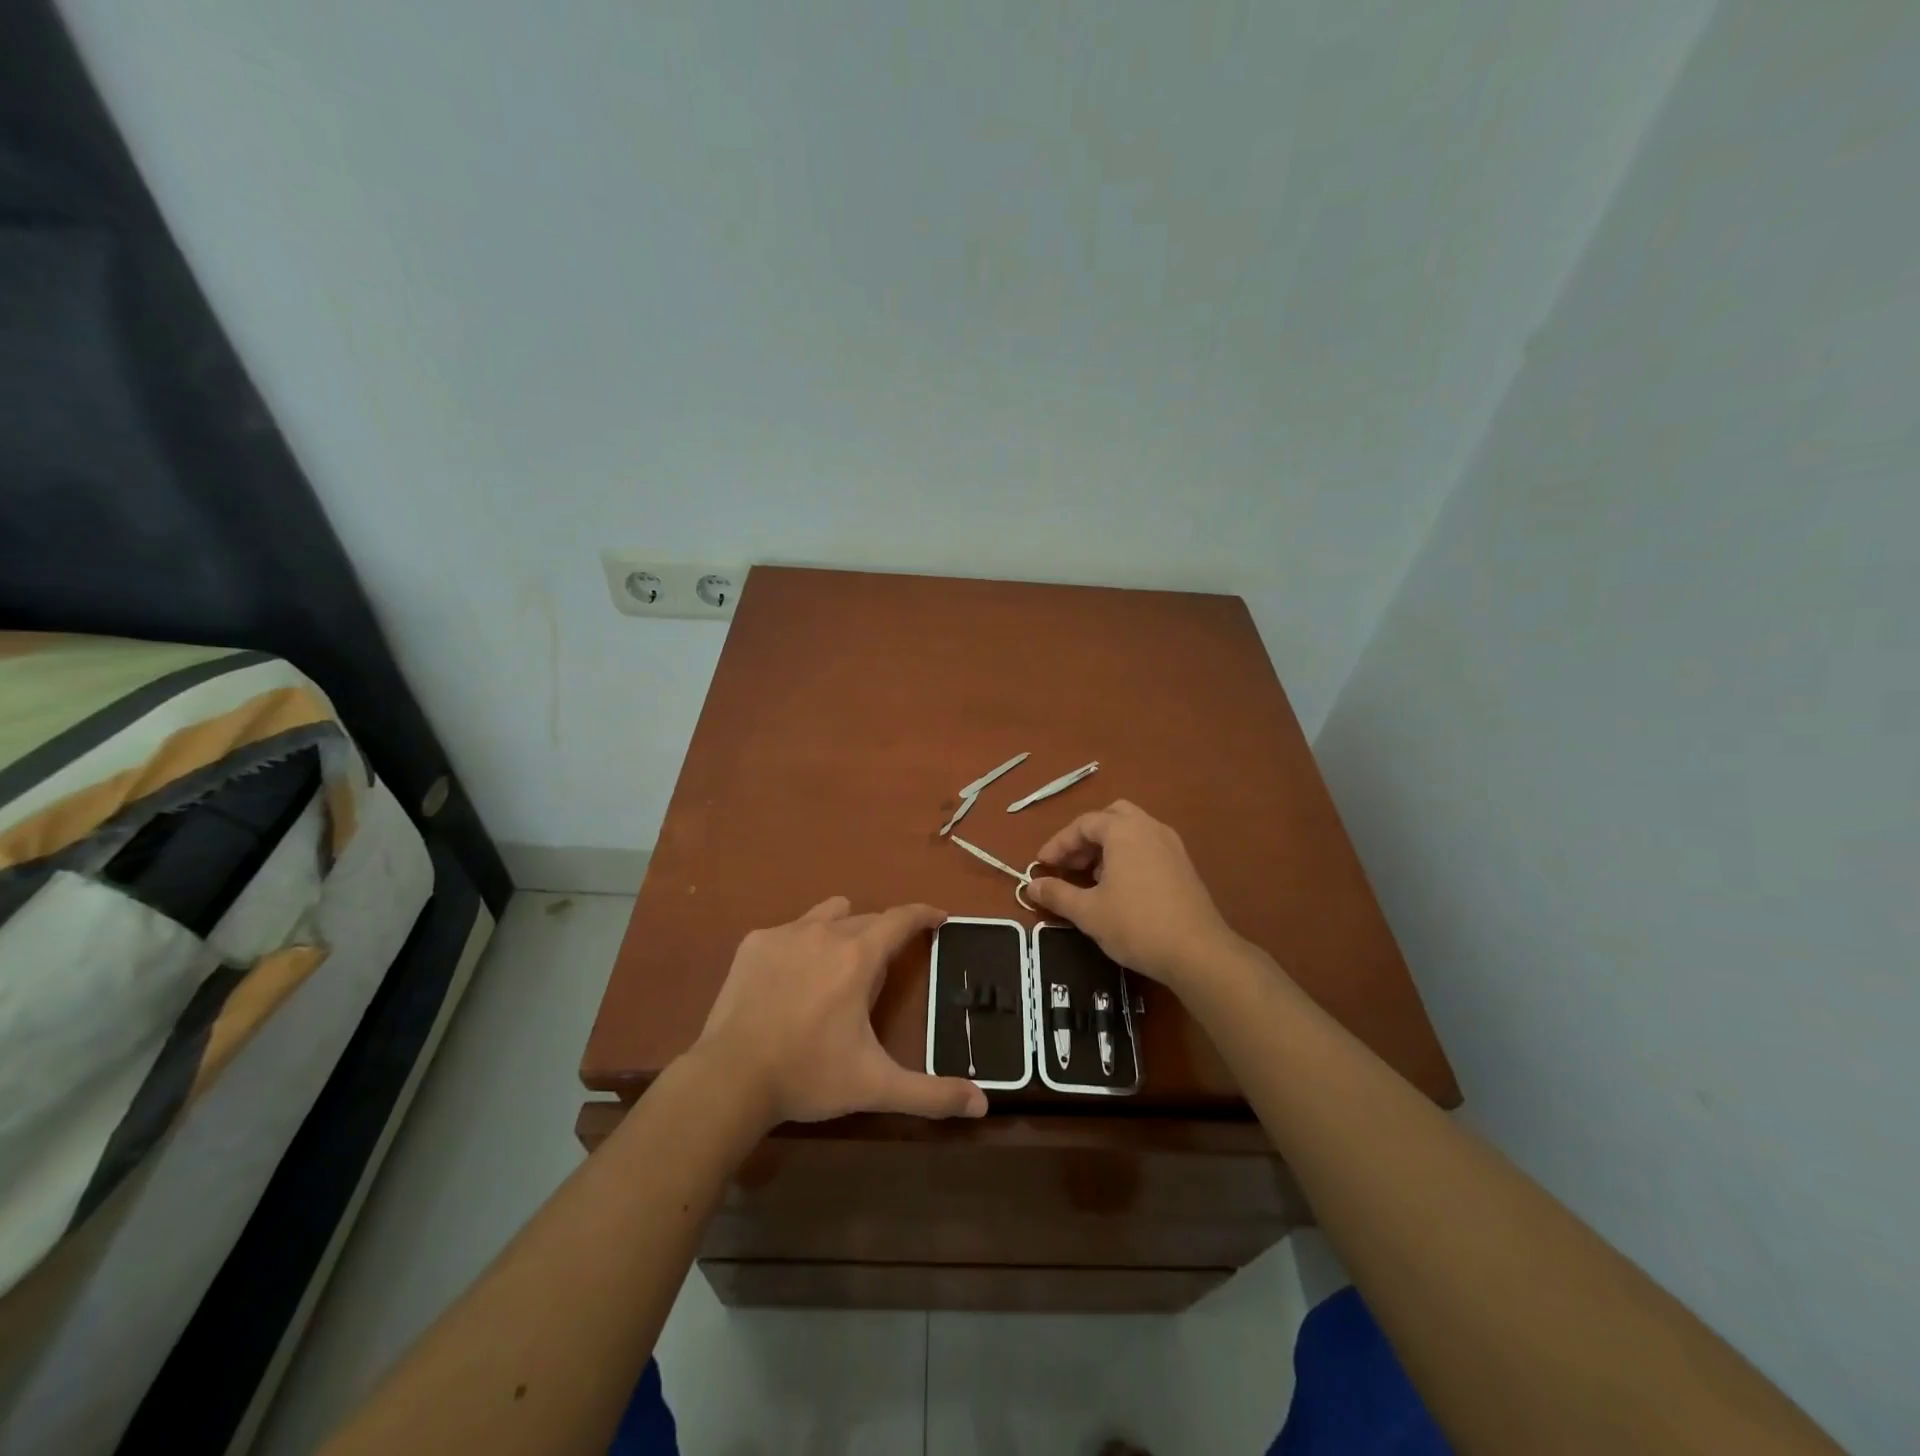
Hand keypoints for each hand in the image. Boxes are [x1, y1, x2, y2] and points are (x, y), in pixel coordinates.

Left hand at [695, 897, 987, 1126]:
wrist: (730, 1078)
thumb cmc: (809, 1075)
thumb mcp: (875, 1085)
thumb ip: (931, 1094)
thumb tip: (982, 1105)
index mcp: (858, 956)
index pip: (901, 918)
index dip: (924, 914)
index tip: (939, 917)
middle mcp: (825, 931)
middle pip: (867, 919)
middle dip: (883, 936)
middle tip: (883, 971)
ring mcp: (786, 933)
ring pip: (828, 914)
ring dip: (843, 929)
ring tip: (838, 965)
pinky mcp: (754, 943)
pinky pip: (790, 930)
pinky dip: (801, 945)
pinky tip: (791, 979)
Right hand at [1024, 801, 1239, 989]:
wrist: (1198, 952)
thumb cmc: (1136, 925)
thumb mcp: (1088, 912)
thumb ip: (1057, 894)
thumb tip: (1031, 886)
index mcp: (1124, 830)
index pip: (1083, 824)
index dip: (1058, 843)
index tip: (1042, 865)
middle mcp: (1149, 827)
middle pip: (1111, 817)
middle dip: (1086, 837)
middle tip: (1070, 863)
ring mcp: (1171, 845)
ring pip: (1132, 831)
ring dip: (1107, 847)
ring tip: (1091, 878)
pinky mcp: (1184, 865)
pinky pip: (1148, 847)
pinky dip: (1127, 856)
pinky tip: (1119, 888)